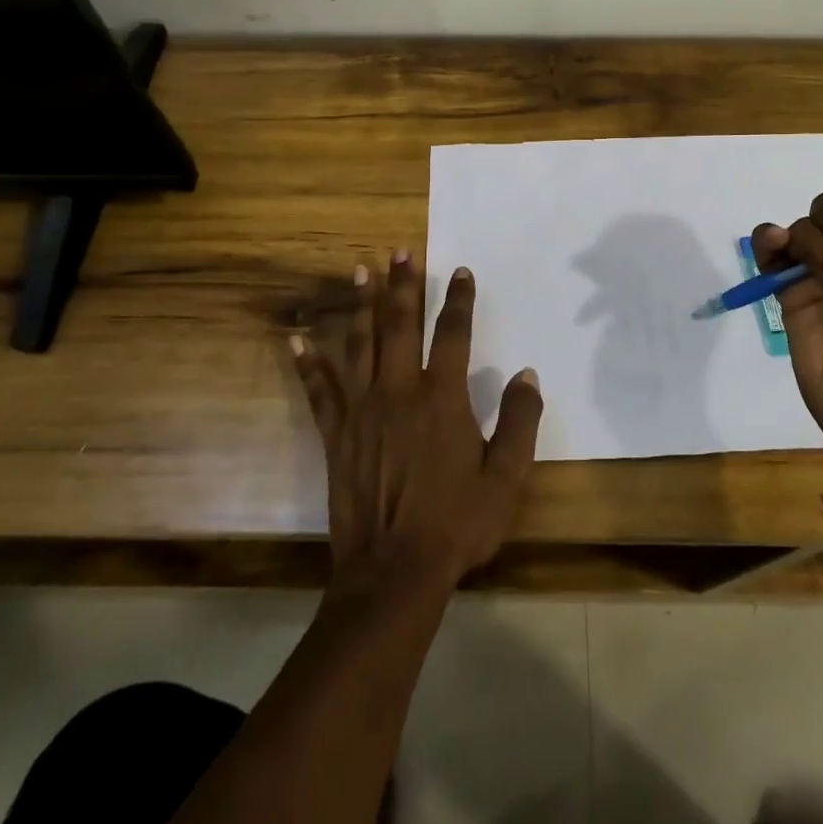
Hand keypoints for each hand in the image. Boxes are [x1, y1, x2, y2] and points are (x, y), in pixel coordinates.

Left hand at [291, 253, 542, 595]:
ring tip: (359, 270)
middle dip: (403, 284)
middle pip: (400, 325)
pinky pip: (319, 390)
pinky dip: (307, 363)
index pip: (453, 333)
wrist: (394, 572)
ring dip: (361, 305)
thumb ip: (519, 421)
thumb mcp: (505, 478)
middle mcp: (399, 391)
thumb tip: (526, 374)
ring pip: (359, 344)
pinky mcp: (335, 434)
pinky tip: (296, 339)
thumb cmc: (456, 524)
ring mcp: (362, 410)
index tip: (460, 271)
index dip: (459, 299)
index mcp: (442, 398)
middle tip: (401, 250)